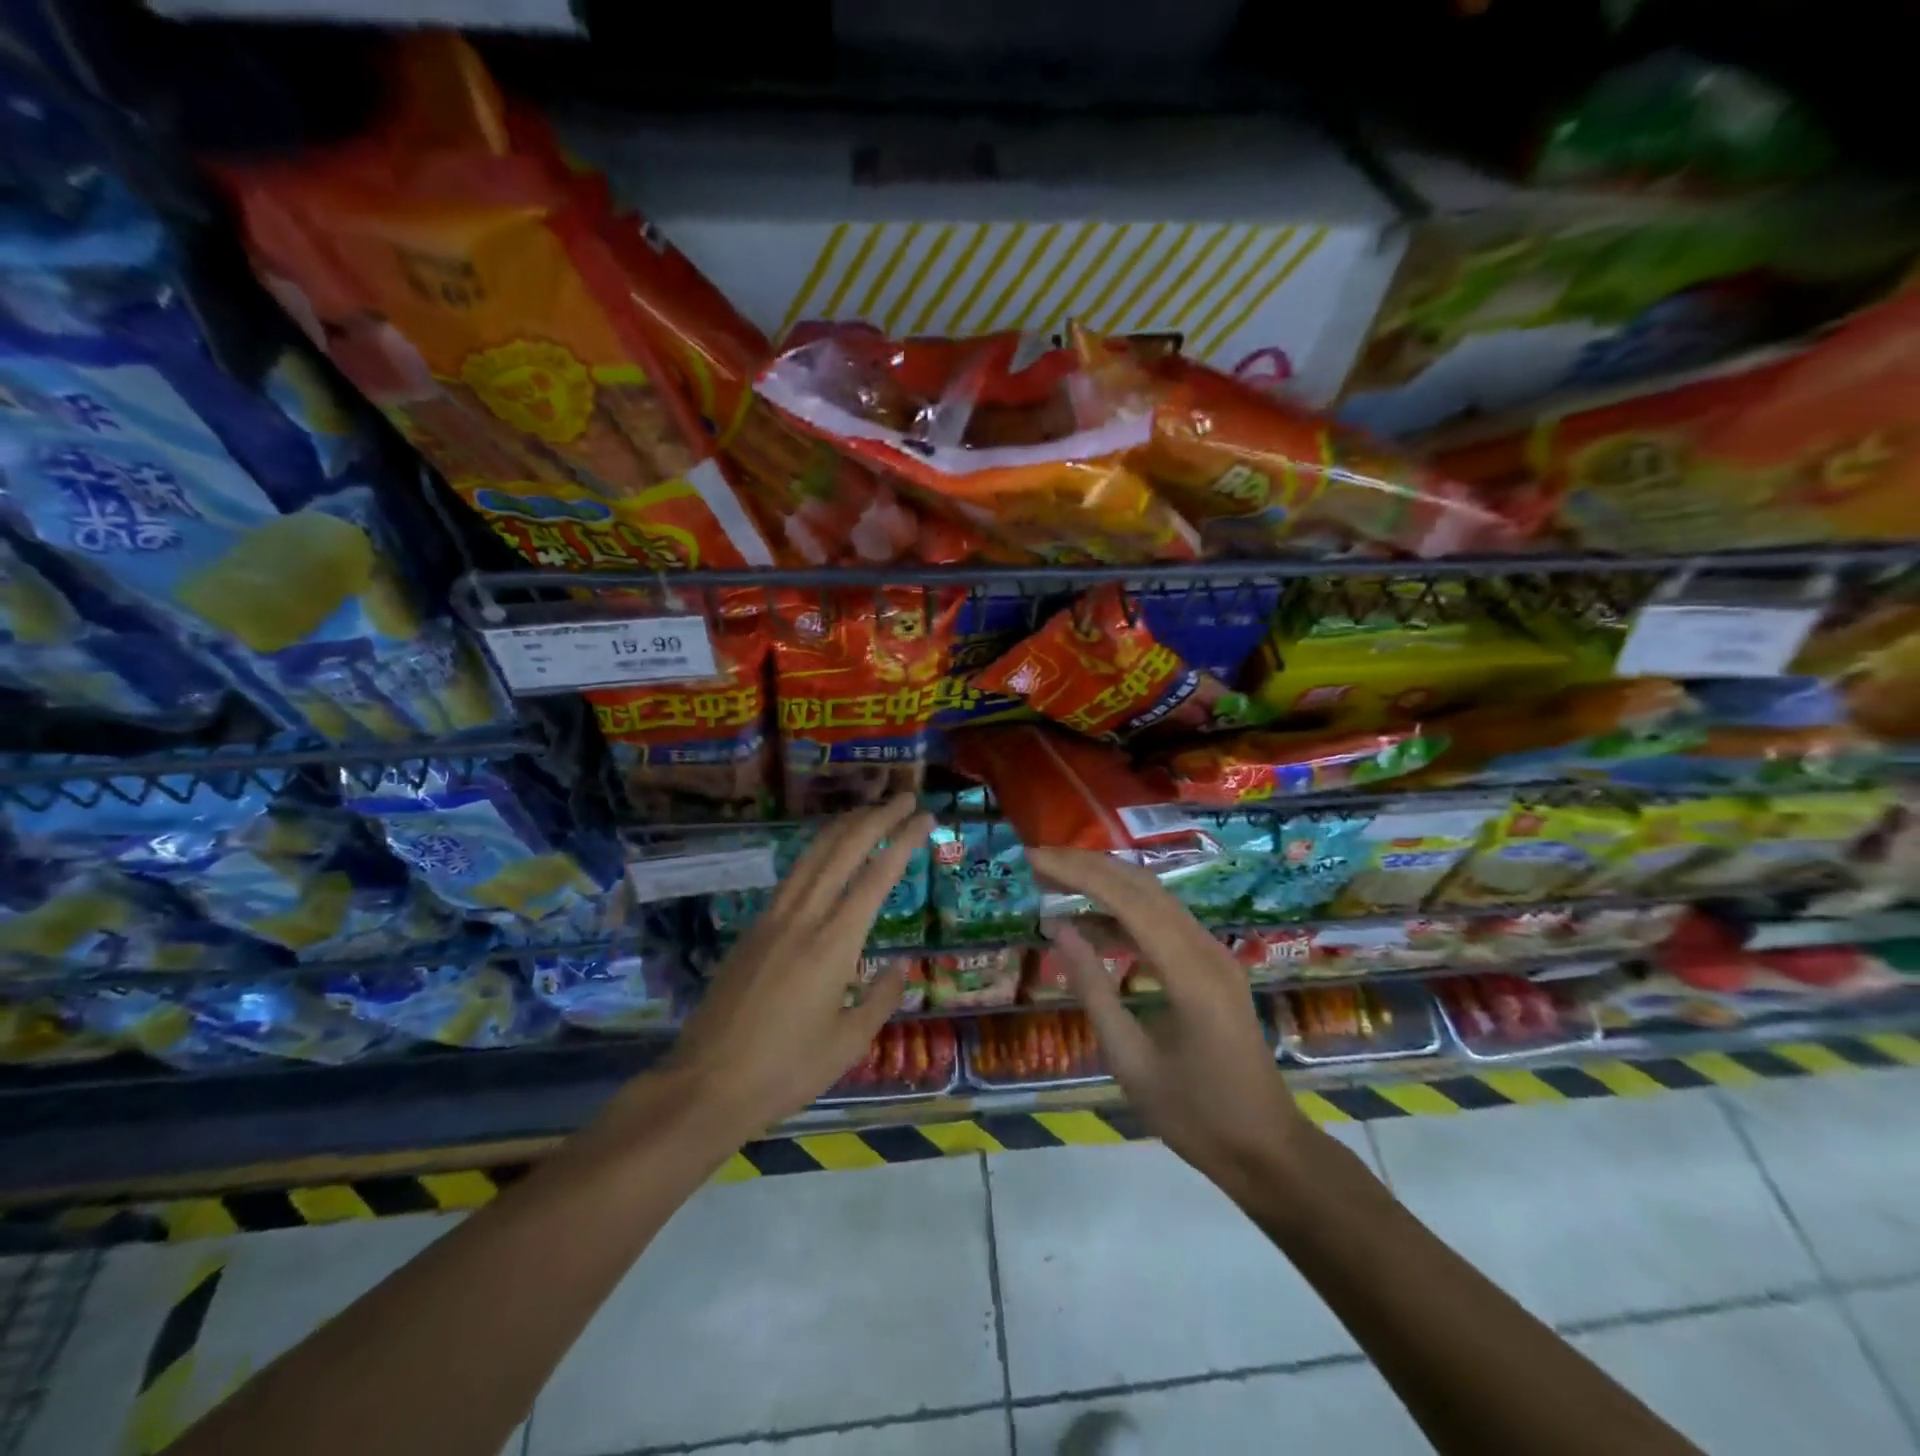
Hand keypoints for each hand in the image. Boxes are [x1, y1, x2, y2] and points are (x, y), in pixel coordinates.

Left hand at [664, 794, 933, 1141]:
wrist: (705, 1085)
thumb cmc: (785, 1071)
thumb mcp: (848, 1044)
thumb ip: (880, 998)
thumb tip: (901, 965)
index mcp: (834, 944)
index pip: (876, 877)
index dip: (903, 841)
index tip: (925, 817)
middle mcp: (803, 918)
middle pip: (842, 850)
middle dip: (876, 817)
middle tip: (905, 796)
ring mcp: (772, 919)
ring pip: (812, 855)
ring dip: (844, 825)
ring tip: (870, 809)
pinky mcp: (752, 929)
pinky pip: (792, 875)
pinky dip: (817, 850)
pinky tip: (826, 852)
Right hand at [1027, 847, 1311, 1192]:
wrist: (1267, 1150)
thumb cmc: (1195, 1117)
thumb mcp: (1130, 1060)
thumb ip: (1093, 989)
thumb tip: (1058, 929)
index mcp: (1189, 973)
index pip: (1127, 900)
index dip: (1077, 873)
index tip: (1033, 859)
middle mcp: (1206, 949)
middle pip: (1142, 886)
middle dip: (1087, 866)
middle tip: (1037, 861)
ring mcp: (1214, 953)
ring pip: (1154, 897)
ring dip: (1105, 882)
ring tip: (1054, 881)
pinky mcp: (1212, 964)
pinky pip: (1164, 921)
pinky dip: (1123, 911)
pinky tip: (1090, 923)